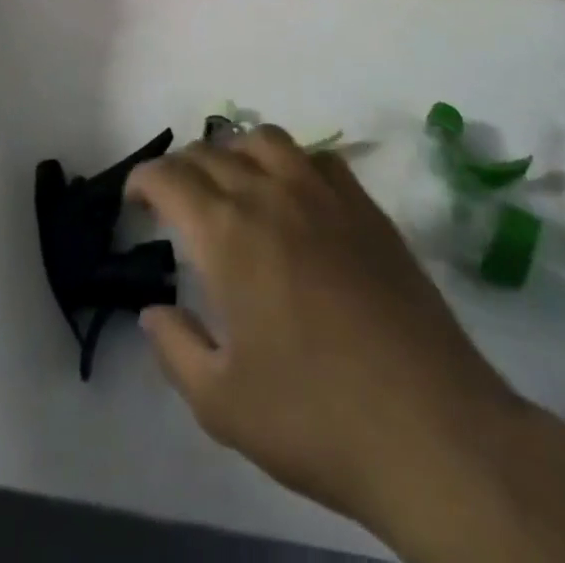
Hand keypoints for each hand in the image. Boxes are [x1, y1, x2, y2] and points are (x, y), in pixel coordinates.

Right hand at [127, 130, 564, 562]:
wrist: (429, 425)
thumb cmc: (314, 417)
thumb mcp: (222, 403)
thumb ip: (175, 348)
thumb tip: (153, 309)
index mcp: (228, 233)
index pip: (172, 178)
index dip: (145, 179)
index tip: (135, 198)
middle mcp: (271, 193)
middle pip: (213, 152)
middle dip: (183, 166)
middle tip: (173, 196)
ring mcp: (324, 193)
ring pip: (266, 139)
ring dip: (235, 149)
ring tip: (229, 180)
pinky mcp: (365, 206)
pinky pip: (318, 157)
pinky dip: (290, 161)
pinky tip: (293, 192)